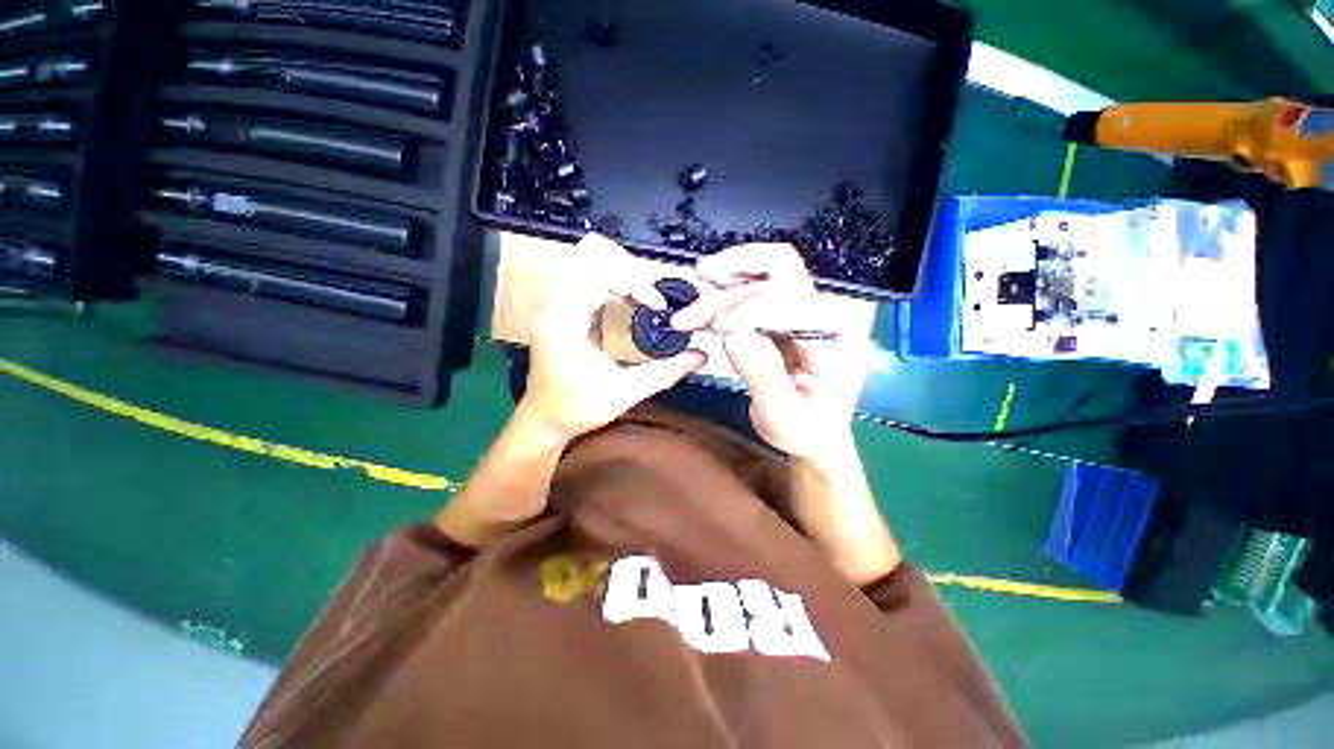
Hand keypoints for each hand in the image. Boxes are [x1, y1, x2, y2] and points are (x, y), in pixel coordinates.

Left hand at [519, 234, 706, 440]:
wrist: (544, 419)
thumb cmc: (577, 408)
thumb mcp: (626, 391)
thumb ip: (666, 372)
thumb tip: (700, 356)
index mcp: (563, 320)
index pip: (601, 273)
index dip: (636, 282)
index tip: (656, 306)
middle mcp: (554, 304)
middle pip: (595, 257)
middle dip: (632, 272)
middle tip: (653, 297)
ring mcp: (555, 304)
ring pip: (591, 263)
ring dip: (624, 275)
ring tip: (646, 298)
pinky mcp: (562, 309)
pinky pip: (590, 279)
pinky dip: (616, 284)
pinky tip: (632, 303)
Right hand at [671, 244, 870, 457]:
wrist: (812, 432)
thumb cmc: (805, 429)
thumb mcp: (783, 415)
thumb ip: (762, 374)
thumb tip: (732, 335)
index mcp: (839, 337)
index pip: (794, 304)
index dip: (751, 310)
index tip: (717, 328)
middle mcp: (826, 312)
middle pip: (781, 267)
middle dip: (736, 271)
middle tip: (700, 279)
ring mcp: (804, 309)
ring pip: (762, 272)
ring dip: (724, 280)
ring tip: (693, 305)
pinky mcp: (783, 312)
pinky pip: (752, 288)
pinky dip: (724, 291)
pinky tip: (704, 304)